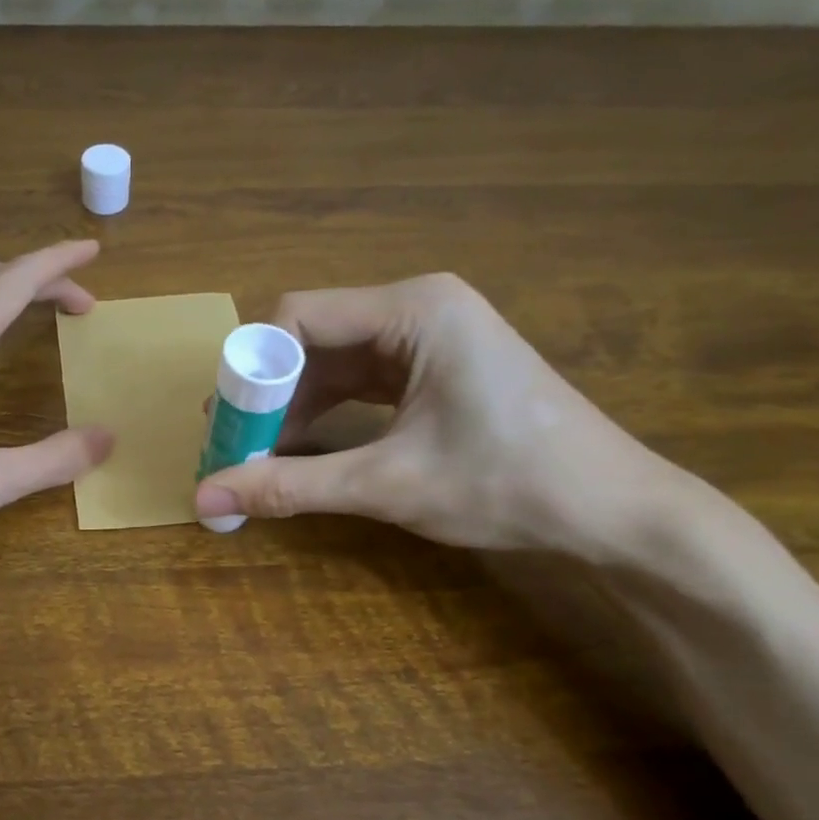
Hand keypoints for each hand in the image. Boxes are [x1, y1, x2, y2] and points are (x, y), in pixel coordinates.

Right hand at [192, 273, 671, 554]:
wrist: (613, 512)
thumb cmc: (507, 484)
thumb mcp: (387, 484)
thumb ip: (290, 485)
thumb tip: (205, 497)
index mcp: (414, 309)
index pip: (300, 315)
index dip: (254, 369)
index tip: (227, 423)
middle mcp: (419, 307)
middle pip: (314, 337)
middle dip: (271, 393)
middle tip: (234, 444)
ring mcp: (430, 336)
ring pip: (335, 361)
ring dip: (296, 407)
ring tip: (260, 455)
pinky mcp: (436, 367)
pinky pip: (362, 380)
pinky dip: (328, 412)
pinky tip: (305, 448)